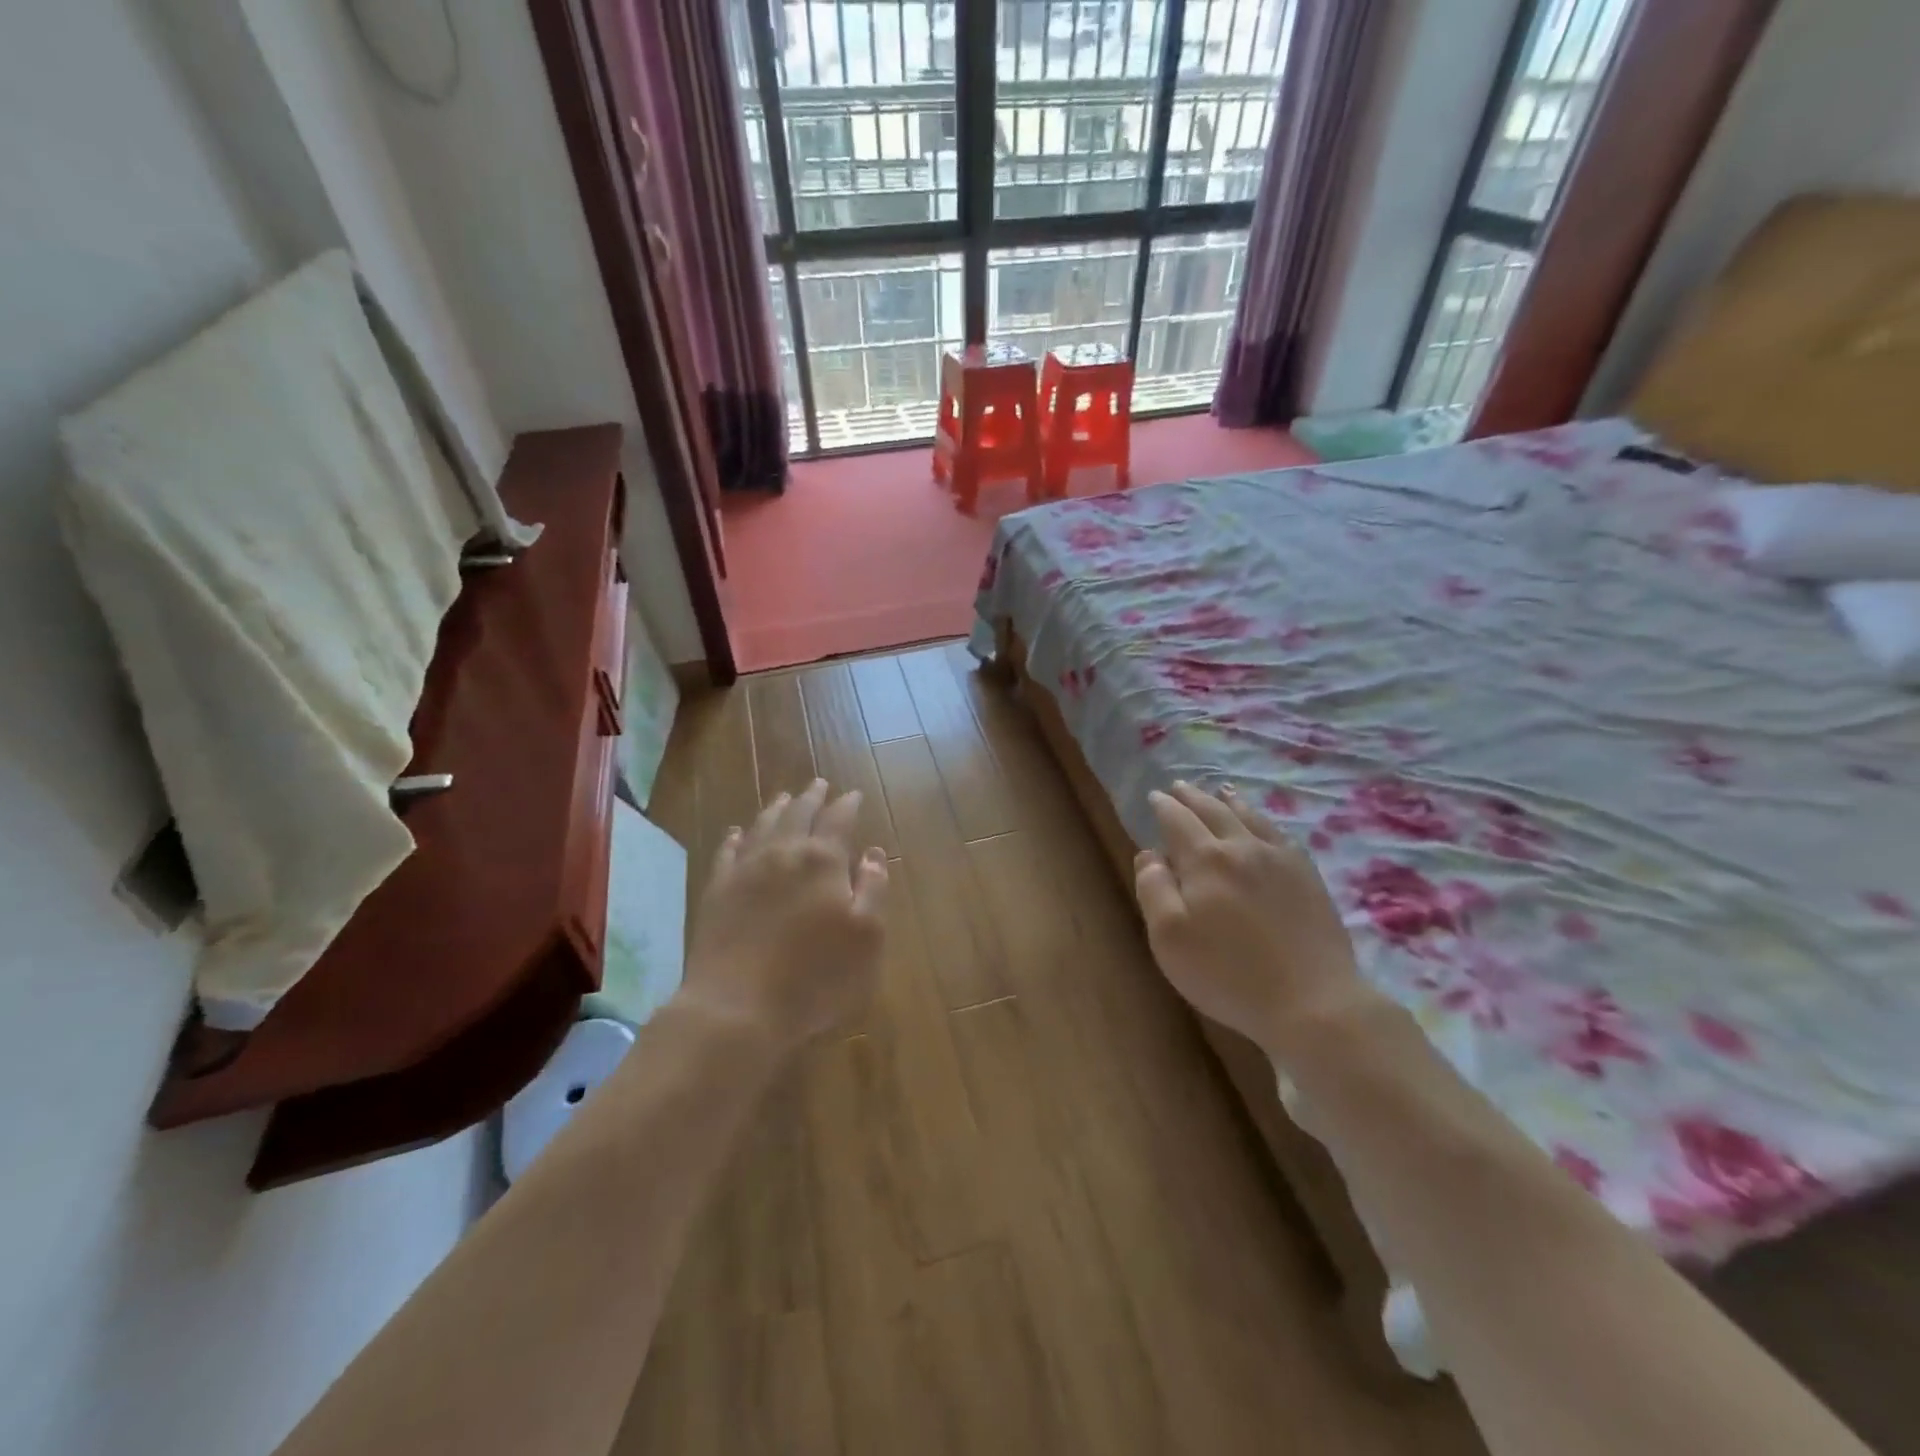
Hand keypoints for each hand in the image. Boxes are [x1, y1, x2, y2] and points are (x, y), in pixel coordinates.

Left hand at [680, 779, 888, 1061]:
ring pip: (762, 825)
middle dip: (812, 797)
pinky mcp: (716, 891)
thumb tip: (873, 853)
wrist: (736, 1007)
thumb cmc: (814, 976)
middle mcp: (783, 854)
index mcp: (823, 861)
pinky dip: (736, 837)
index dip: (847, 805)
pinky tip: (737, 832)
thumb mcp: (865, 937)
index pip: (838, 819)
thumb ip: (873, 889)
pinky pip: (727, 852)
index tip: (854, 794)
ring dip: (777, 808)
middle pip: (798, 814)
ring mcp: (744, 870)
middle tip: (819, 784)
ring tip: (784, 797)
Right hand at [1133, 782, 1373, 1058]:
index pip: (1178, 821)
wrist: (1312, 1001)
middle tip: (1179, 787)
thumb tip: (1150, 854)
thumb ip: (1153, 888)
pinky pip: (1281, 835)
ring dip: (1229, 801)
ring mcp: (1281, 860)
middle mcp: (1243, 847)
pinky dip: (1263, 821)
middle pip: (1214, 811)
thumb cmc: (1228, 974)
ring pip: (1250, 817)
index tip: (1154, 797)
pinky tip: (1263, 825)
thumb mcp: (1169, 938)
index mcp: (1206, 859)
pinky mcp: (1308, 877)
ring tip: (1220, 791)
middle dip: (1193, 797)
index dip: (1164, 807)